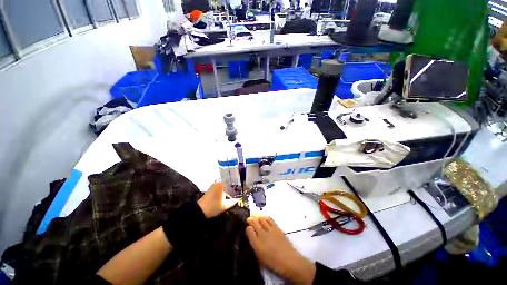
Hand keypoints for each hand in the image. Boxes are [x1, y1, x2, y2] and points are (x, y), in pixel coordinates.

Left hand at [197, 182, 237, 217]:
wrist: (199, 211)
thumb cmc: (213, 207)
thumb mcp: (225, 205)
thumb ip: (233, 202)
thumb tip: (238, 199)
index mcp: (221, 184)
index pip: (232, 181)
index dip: (237, 184)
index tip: (241, 187)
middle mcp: (218, 182)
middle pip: (228, 183)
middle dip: (233, 186)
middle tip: (239, 190)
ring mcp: (214, 185)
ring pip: (224, 185)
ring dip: (228, 188)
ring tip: (234, 193)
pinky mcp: (211, 189)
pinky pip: (220, 188)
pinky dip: (223, 190)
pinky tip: (227, 195)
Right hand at [245, 216, 315, 283]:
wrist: (289, 260)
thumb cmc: (273, 262)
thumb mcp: (260, 257)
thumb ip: (254, 245)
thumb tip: (251, 236)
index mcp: (257, 244)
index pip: (249, 230)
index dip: (247, 228)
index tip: (247, 228)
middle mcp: (262, 235)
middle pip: (254, 222)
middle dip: (250, 220)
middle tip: (249, 220)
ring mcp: (270, 230)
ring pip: (261, 219)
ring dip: (257, 217)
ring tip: (256, 218)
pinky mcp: (277, 227)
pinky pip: (269, 219)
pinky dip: (265, 218)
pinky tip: (264, 219)